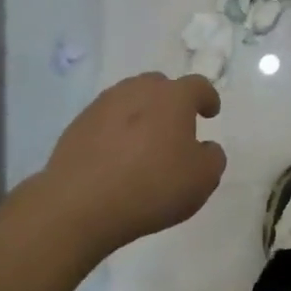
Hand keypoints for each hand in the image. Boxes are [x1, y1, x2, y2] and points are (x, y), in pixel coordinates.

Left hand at [41, 73, 226, 258]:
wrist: (80, 205)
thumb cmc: (152, 186)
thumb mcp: (202, 179)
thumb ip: (212, 157)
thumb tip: (204, 147)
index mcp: (173, 97)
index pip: (198, 86)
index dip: (208, 98)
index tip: (210, 113)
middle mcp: (138, 91)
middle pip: (160, 86)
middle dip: (171, 101)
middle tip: (175, 128)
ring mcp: (103, 105)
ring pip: (130, 99)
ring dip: (141, 114)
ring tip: (144, 142)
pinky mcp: (77, 125)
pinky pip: (106, 120)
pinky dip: (116, 131)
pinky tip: (116, 156)